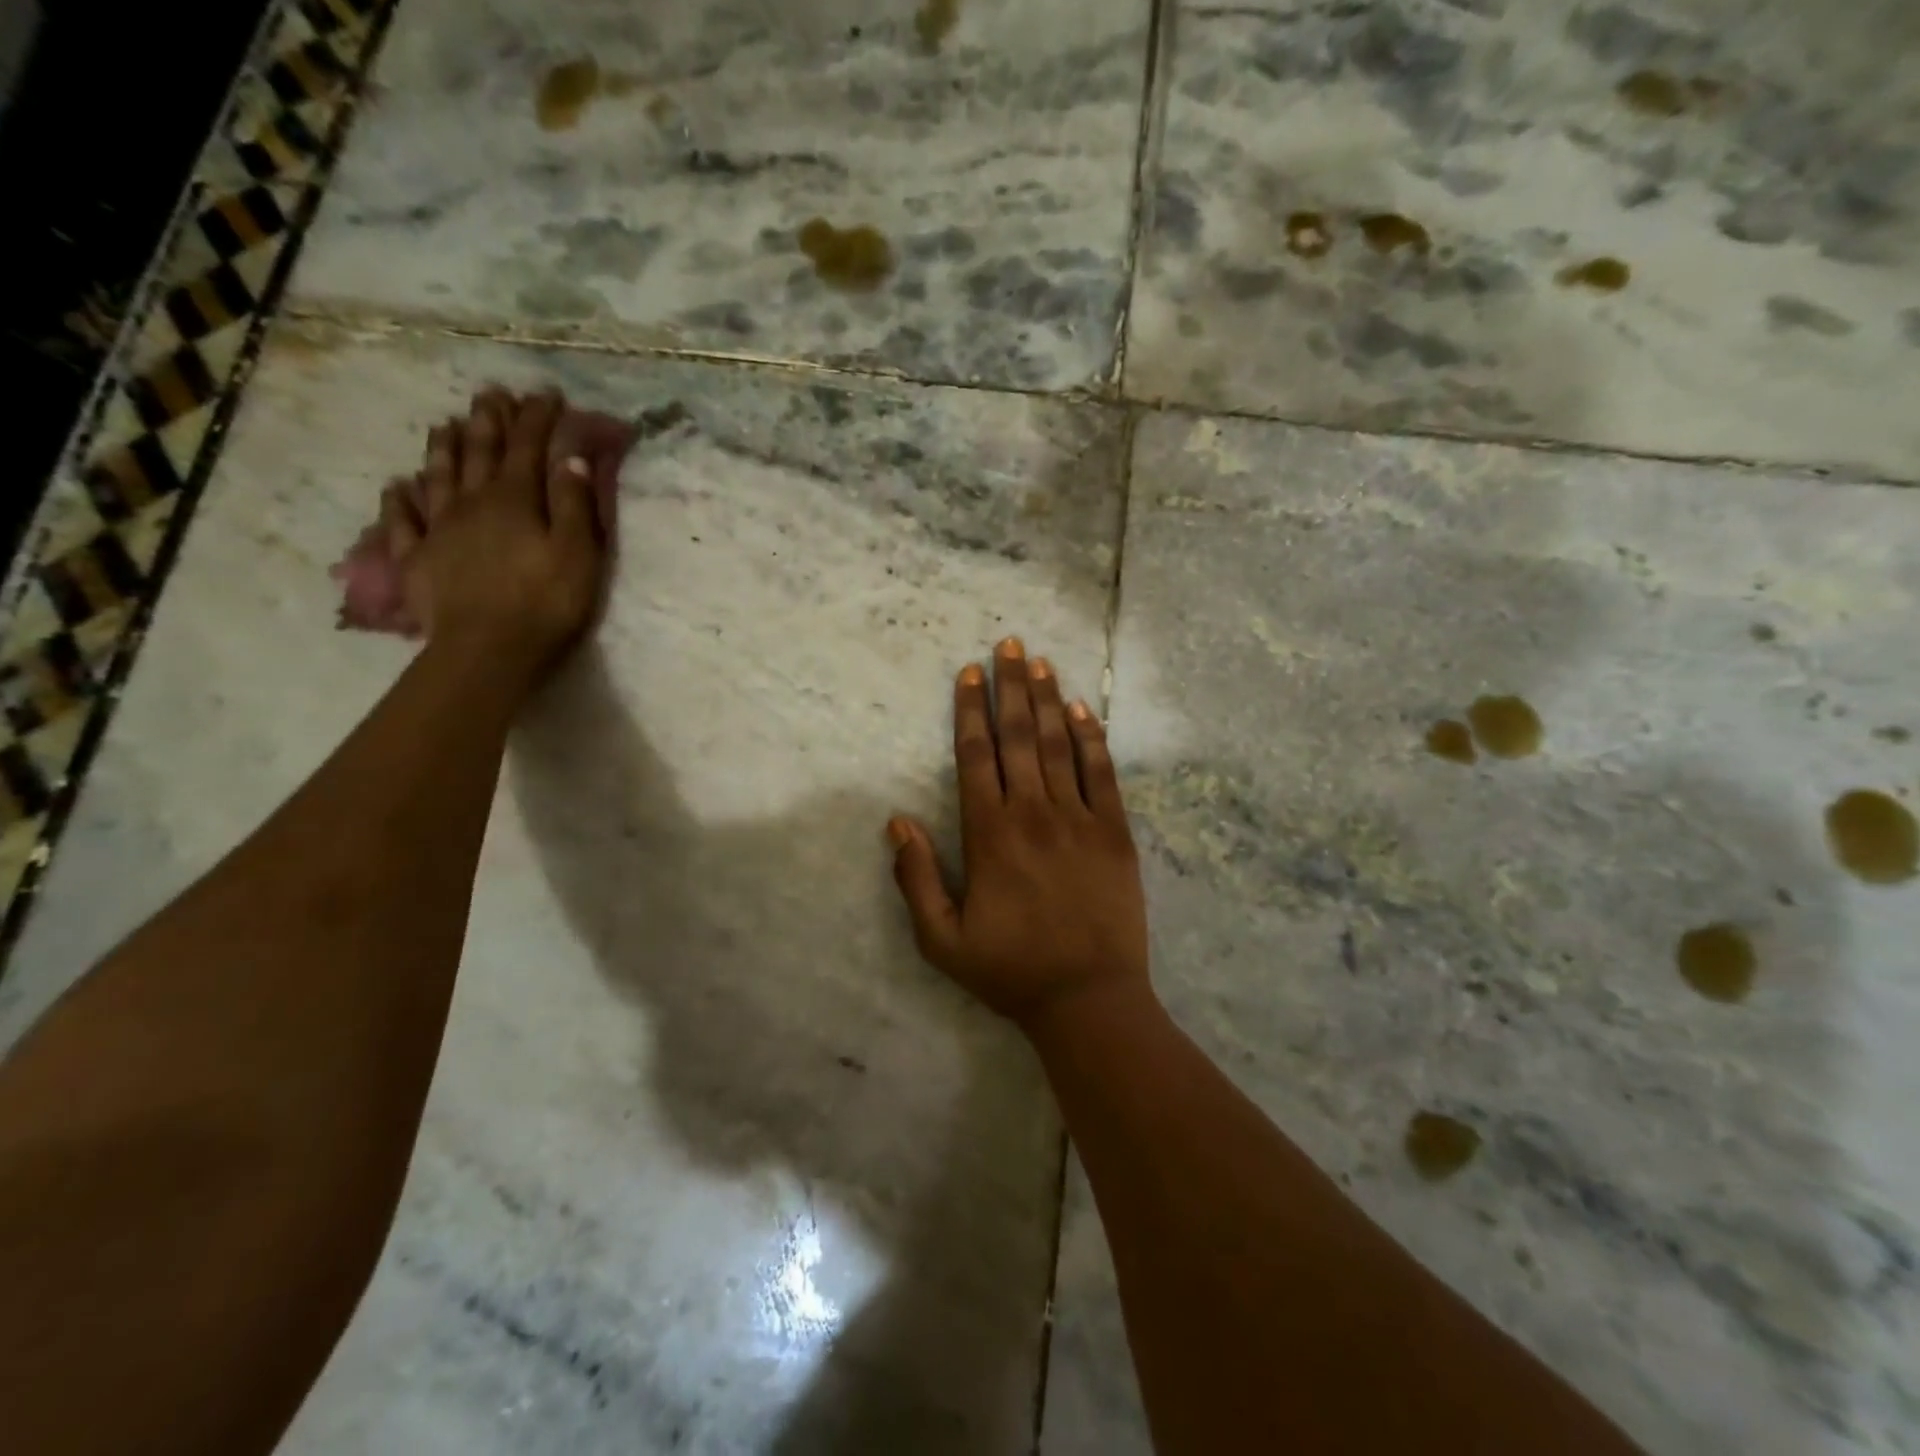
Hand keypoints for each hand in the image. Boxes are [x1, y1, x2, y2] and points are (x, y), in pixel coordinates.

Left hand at [376, 389, 608, 678]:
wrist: (488, 651)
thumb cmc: (545, 603)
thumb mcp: (578, 553)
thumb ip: (573, 504)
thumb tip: (570, 458)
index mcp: (514, 500)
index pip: (528, 448)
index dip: (538, 419)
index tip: (546, 395)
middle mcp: (471, 503)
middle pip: (478, 453)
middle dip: (488, 421)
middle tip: (491, 394)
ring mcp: (438, 530)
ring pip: (438, 477)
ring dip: (443, 447)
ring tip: (445, 422)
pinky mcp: (416, 560)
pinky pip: (402, 521)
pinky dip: (399, 499)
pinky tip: (398, 485)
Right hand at [887, 637, 1150, 1030]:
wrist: (1089, 999)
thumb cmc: (1011, 971)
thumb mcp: (942, 940)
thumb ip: (916, 878)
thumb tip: (896, 822)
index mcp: (989, 835)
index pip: (976, 756)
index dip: (970, 710)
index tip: (968, 673)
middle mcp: (1034, 814)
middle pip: (1018, 736)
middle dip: (1009, 686)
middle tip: (1006, 644)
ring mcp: (1080, 819)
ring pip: (1059, 745)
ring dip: (1047, 699)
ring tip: (1039, 661)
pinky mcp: (1116, 832)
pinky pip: (1103, 773)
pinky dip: (1091, 738)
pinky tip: (1082, 709)